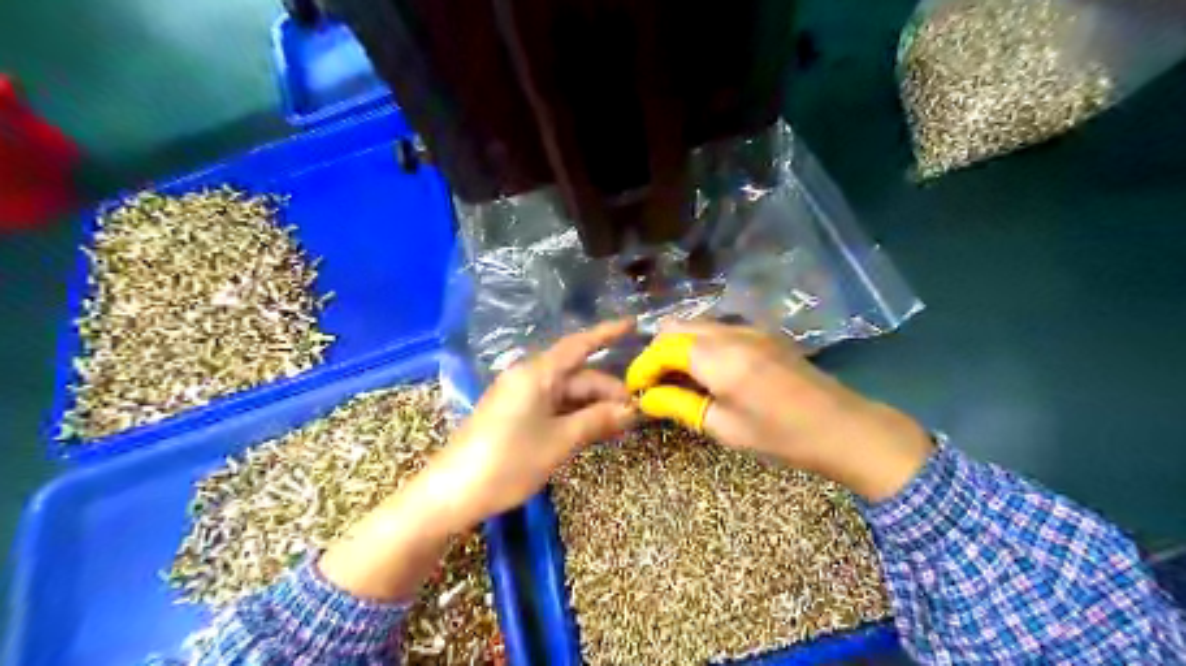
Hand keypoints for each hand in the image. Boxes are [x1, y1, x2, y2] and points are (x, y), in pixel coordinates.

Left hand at [418, 319, 634, 526]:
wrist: (452, 492)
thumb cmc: (508, 461)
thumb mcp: (559, 442)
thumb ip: (596, 421)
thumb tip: (630, 410)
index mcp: (537, 374)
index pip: (579, 345)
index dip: (607, 333)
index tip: (633, 324)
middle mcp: (528, 378)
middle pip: (576, 375)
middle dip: (606, 390)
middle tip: (635, 413)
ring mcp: (519, 397)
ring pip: (565, 393)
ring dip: (592, 406)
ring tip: (620, 425)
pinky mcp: (513, 415)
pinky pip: (552, 406)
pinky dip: (574, 415)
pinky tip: (593, 429)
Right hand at [623, 319, 931, 502]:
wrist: (843, 427)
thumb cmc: (781, 435)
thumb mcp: (723, 427)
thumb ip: (679, 405)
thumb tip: (647, 398)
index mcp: (718, 356)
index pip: (663, 348)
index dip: (643, 367)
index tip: (635, 389)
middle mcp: (730, 331)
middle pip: (676, 327)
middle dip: (657, 353)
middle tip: (654, 385)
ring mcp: (749, 328)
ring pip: (697, 325)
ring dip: (679, 346)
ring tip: (677, 380)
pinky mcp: (762, 334)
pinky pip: (718, 330)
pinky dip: (701, 345)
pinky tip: (706, 373)